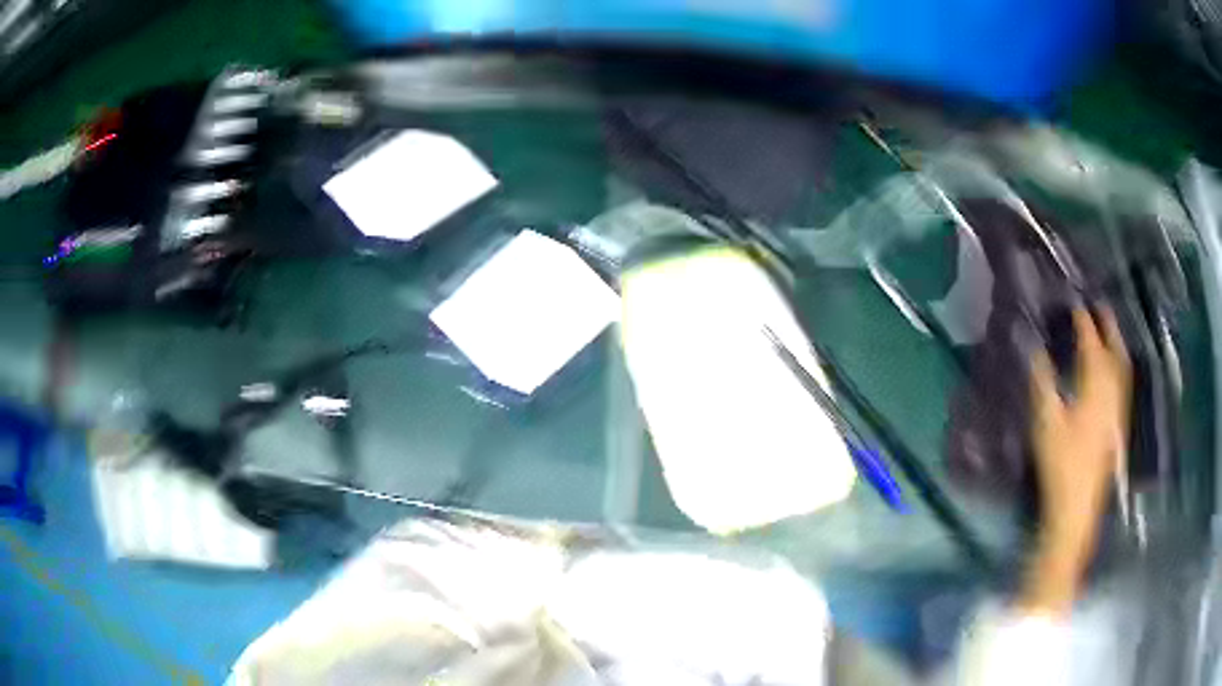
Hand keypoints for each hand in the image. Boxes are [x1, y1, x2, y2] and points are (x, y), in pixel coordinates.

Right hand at [1019, 306, 1130, 614]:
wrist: (1078, 507)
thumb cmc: (1061, 464)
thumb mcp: (1045, 421)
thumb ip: (1041, 380)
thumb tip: (1034, 346)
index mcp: (1095, 385)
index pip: (1091, 342)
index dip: (1083, 320)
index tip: (1074, 302)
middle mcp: (1112, 391)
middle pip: (1115, 349)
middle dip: (1108, 325)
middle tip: (1099, 307)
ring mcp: (1118, 409)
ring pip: (1123, 367)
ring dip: (1116, 344)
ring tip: (1109, 330)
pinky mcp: (1119, 424)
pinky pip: (1123, 383)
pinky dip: (1119, 366)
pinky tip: (1114, 370)